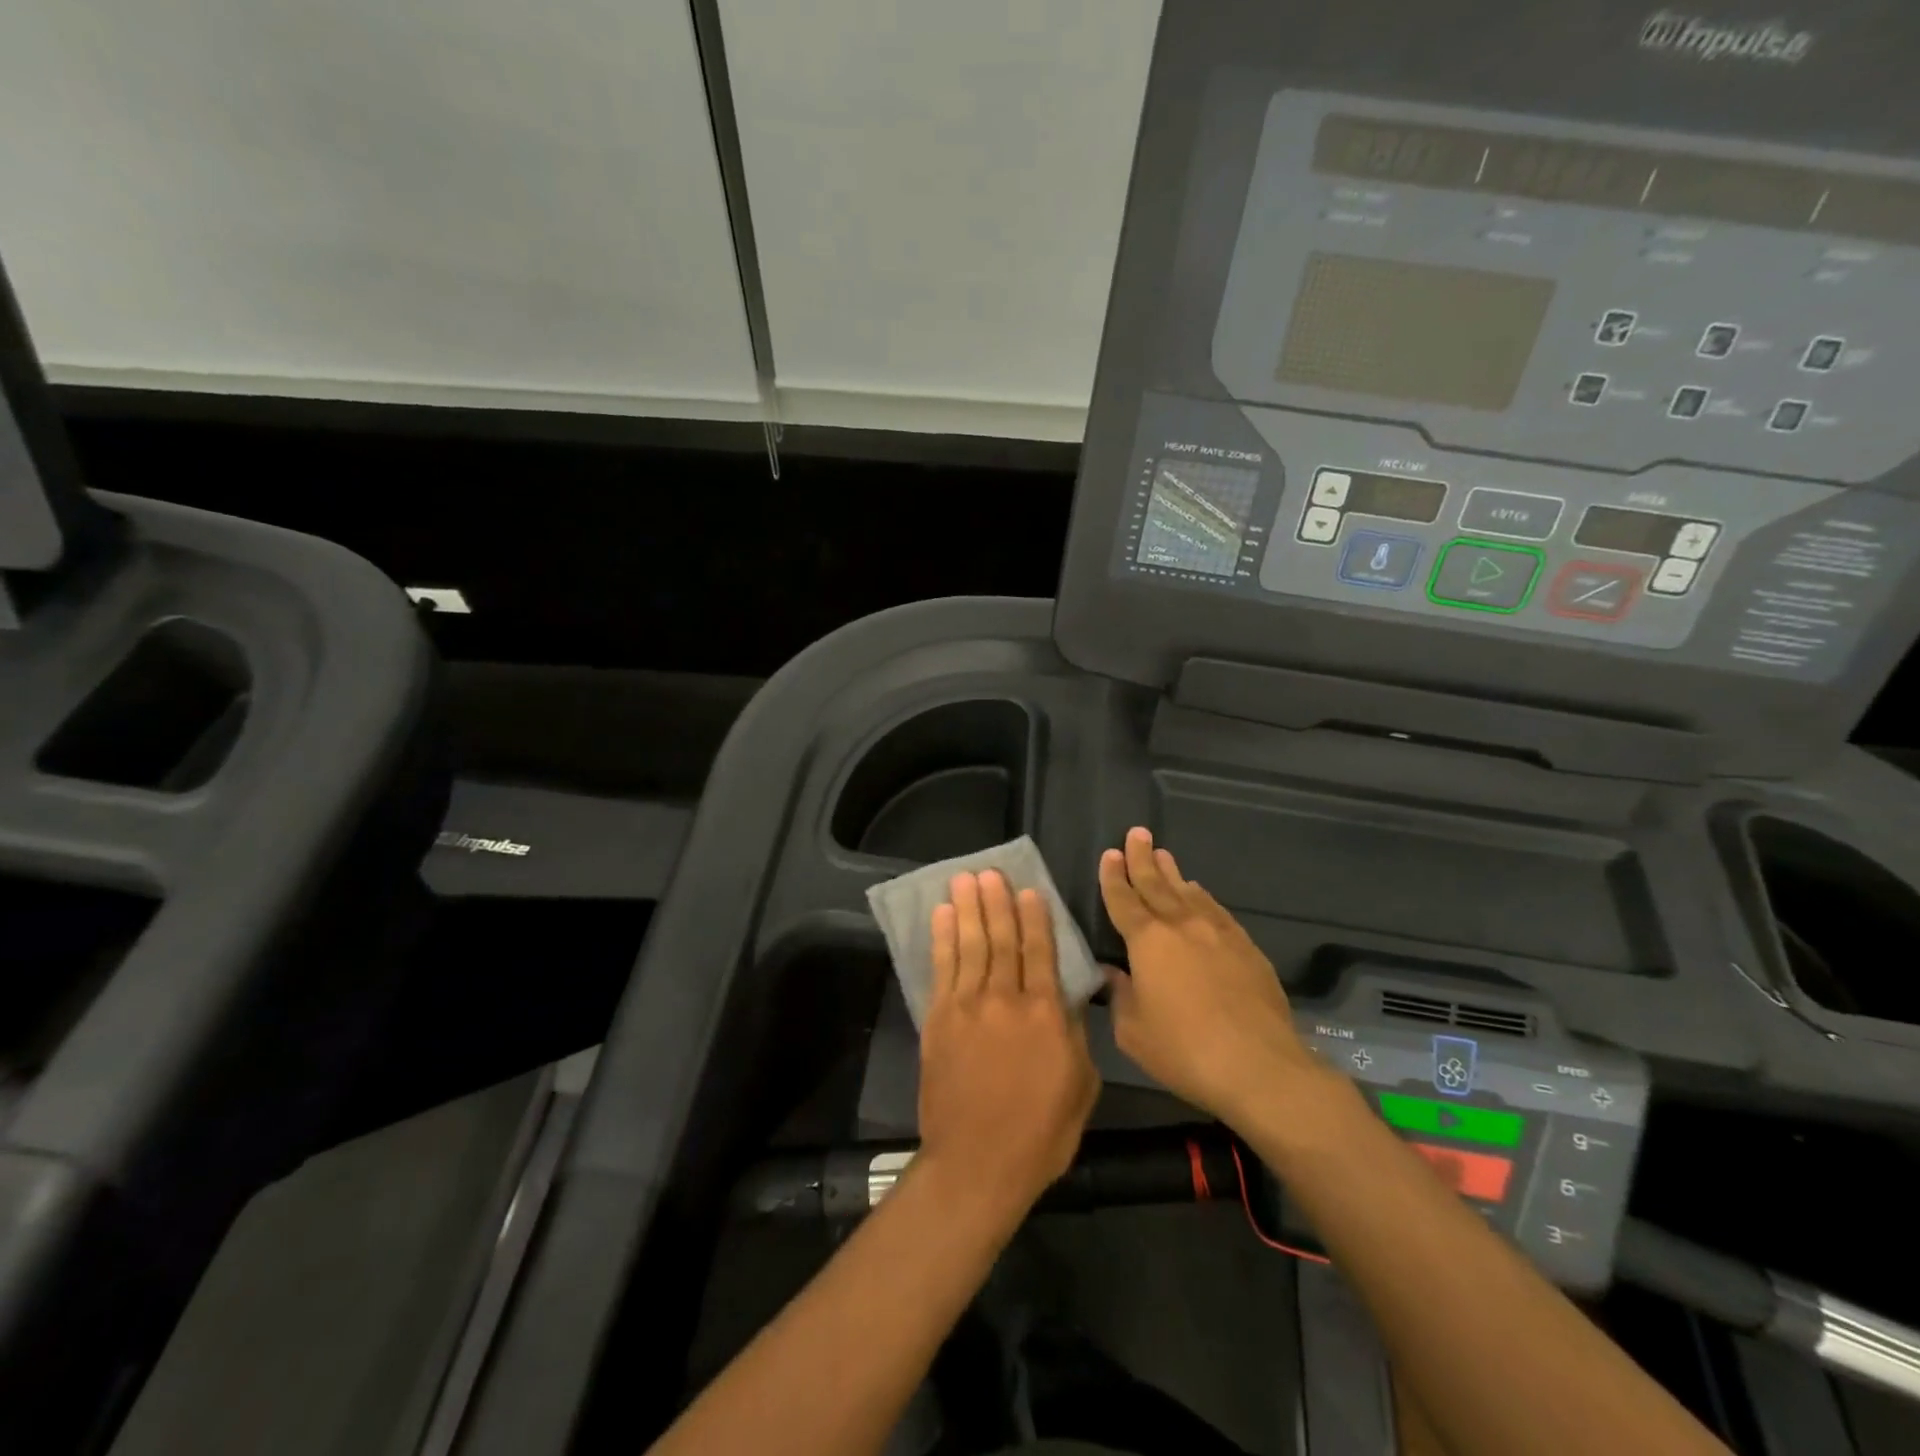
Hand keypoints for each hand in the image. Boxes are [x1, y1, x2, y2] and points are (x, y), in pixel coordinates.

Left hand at [918, 871, 1100, 1220]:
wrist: (978, 1163)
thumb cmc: (1040, 1132)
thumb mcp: (1081, 1086)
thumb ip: (1073, 1034)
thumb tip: (1066, 998)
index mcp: (1045, 1013)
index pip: (1040, 951)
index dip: (1034, 917)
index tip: (1028, 889)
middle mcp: (1006, 998)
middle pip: (1002, 939)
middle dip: (996, 902)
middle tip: (990, 871)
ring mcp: (968, 1006)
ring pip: (970, 945)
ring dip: (968, 909)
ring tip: (965, 879)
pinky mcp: (939, 1019)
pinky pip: (942, 969)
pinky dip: (942, 939)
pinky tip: (942, 915)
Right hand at [1099, 827, 1318, 1124]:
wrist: (1259, 1066)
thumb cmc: (1184, 1050)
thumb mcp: (1133, 1031)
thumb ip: (1120, 996)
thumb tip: (1114, 974)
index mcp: (1148, 942)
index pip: (1124, 900)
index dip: (1114, 877)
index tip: (1110, 853)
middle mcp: (1181, 926)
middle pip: (1156, 884)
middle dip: (1143, 858)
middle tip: (1137, 832)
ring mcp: (1218, 933)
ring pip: (1188, 893)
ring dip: (1172, 873)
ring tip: (1163, 855)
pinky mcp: (1246, 948)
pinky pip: (1216, 910)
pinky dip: (1202, 897)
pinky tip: (1199, 893)